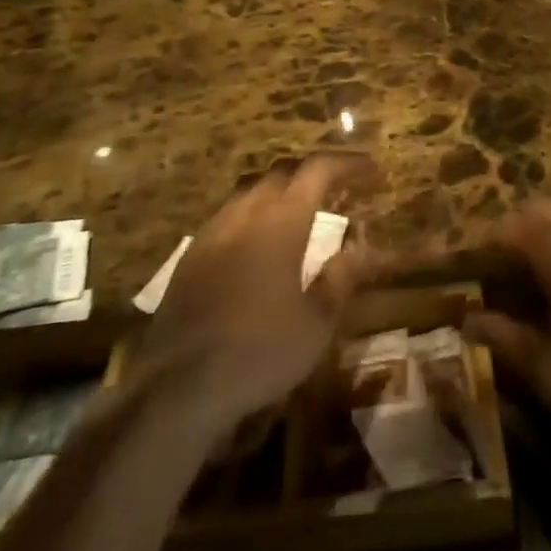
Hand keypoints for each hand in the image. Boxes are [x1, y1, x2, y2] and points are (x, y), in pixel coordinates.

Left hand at [140, 153, 378, 429]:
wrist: (178, 386)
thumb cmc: (260, 352)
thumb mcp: (316, 324)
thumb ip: (340, 279)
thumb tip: (357, 247)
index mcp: (282, 221)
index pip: (318, 170)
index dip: (348, 164)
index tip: (373, 170)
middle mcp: (246, 213)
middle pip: (282, 172)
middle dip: (313, 173)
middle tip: (338, 189)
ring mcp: (213, 232)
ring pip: (251, 190)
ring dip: (280, 191)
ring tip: (300, 212)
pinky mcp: (190, 256)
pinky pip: (228, 216)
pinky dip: (253, 215)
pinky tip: (258, 245)